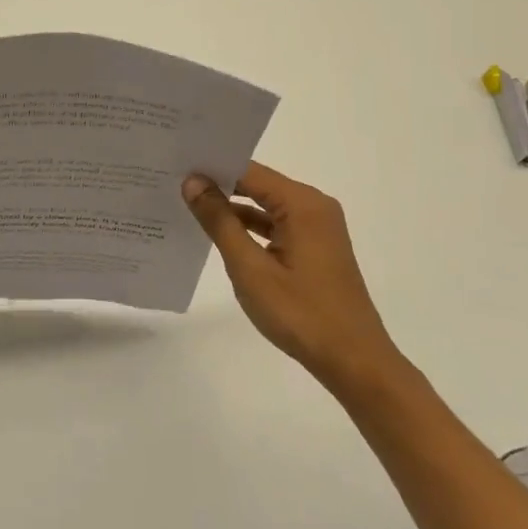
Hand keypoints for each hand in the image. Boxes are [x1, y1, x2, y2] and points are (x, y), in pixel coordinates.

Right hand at [183, 162, 405, 397]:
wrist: (354, 362)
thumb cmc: (300, 313)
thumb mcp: (250, 267)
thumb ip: (219, 221)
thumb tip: (193, 181)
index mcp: (302, 204)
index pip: (248, 171)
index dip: (211, 168)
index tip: (174, 166)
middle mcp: (313, 207)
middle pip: (257, 184)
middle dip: (218, 185)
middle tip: (174, 182)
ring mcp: (317, 228)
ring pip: (265, 206)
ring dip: (232, 208)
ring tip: (187, 204)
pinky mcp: (315, 248)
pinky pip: (276, 224)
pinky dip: (249, 227)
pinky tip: (219, 234)